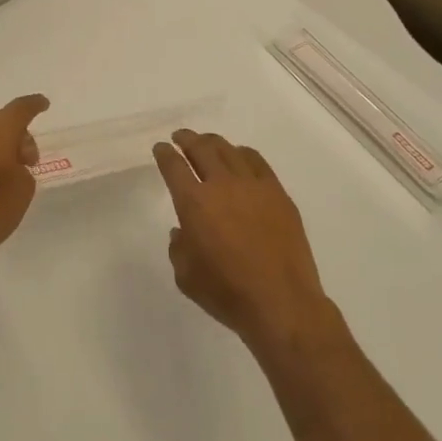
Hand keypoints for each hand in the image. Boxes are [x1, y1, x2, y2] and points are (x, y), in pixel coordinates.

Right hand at [154, 131, 333, 350]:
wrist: (281, 303)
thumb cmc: (227, 293)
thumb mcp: (186, 276)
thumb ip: (178, 248)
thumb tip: (183, 232)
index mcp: (193, 202)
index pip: (173, 166)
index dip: (164, 153)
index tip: (160, 148)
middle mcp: (221, 184)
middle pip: (200, 148)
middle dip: (186, 139)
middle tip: (180, 137)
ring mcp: (253, 185)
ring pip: (228, 149)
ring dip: (213, 142)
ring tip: (206, 143)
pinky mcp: (277, 193)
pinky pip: (257, 161)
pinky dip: (242, 153)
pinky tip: (240, 157)